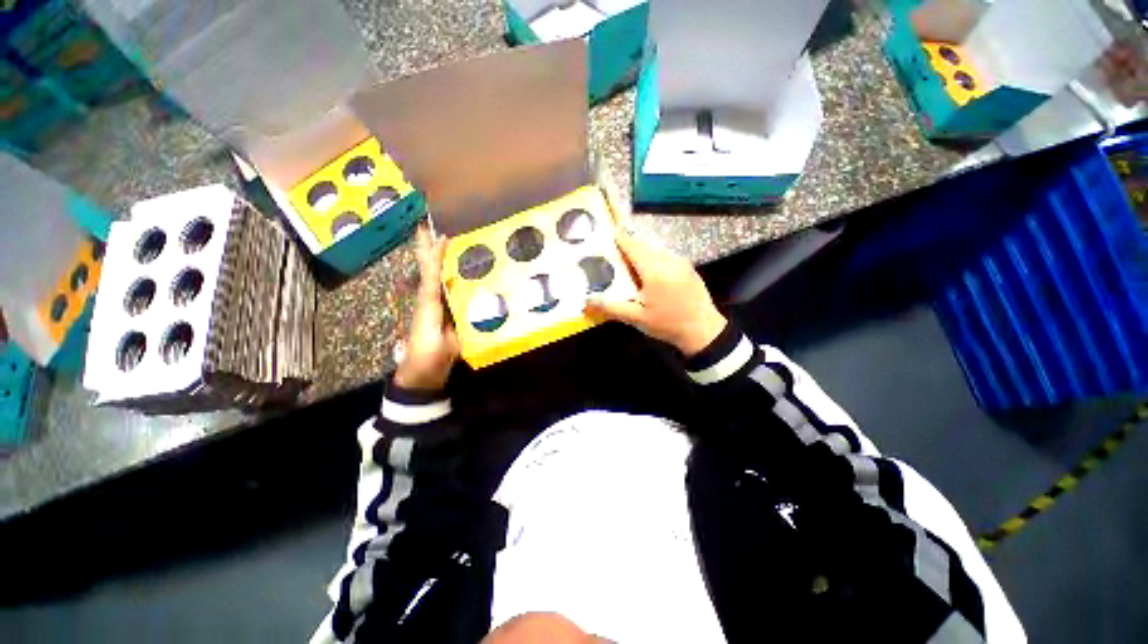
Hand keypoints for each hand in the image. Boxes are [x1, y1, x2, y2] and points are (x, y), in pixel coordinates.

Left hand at [394, 226, 459, 390]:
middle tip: (430, 228)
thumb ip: (448, 319)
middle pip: (429, 270)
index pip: (431, 272)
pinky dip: (452, 279)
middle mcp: (431, 299)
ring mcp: (437, 307)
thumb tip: (462, 298)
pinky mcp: (445, 316)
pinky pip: (448, 292)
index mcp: (428, 302)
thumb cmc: (428, 356)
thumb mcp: (439, 338)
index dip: (435, 253)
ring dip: (441, 260)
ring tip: (450, 244)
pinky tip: (463, 275)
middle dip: (429, 250)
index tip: (441, 234)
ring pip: (438, 278)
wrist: (423, 374)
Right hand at [585, 230, 725, 356]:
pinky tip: (649, 271)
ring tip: (628, 261)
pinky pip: (666, 255)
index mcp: (654, 271)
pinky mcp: (688, 268)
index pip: (633, 247)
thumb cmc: (667, 325)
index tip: (607, 234)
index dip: (620, 239)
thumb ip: (611, 307)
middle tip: (613, 251)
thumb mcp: (636, 318)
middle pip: (644, 246)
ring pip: (656, 249)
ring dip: (642, 251)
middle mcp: (668, 261)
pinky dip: (654, 257)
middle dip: (629, 245)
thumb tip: (586, 301)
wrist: (704, 332)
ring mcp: (681, 263)